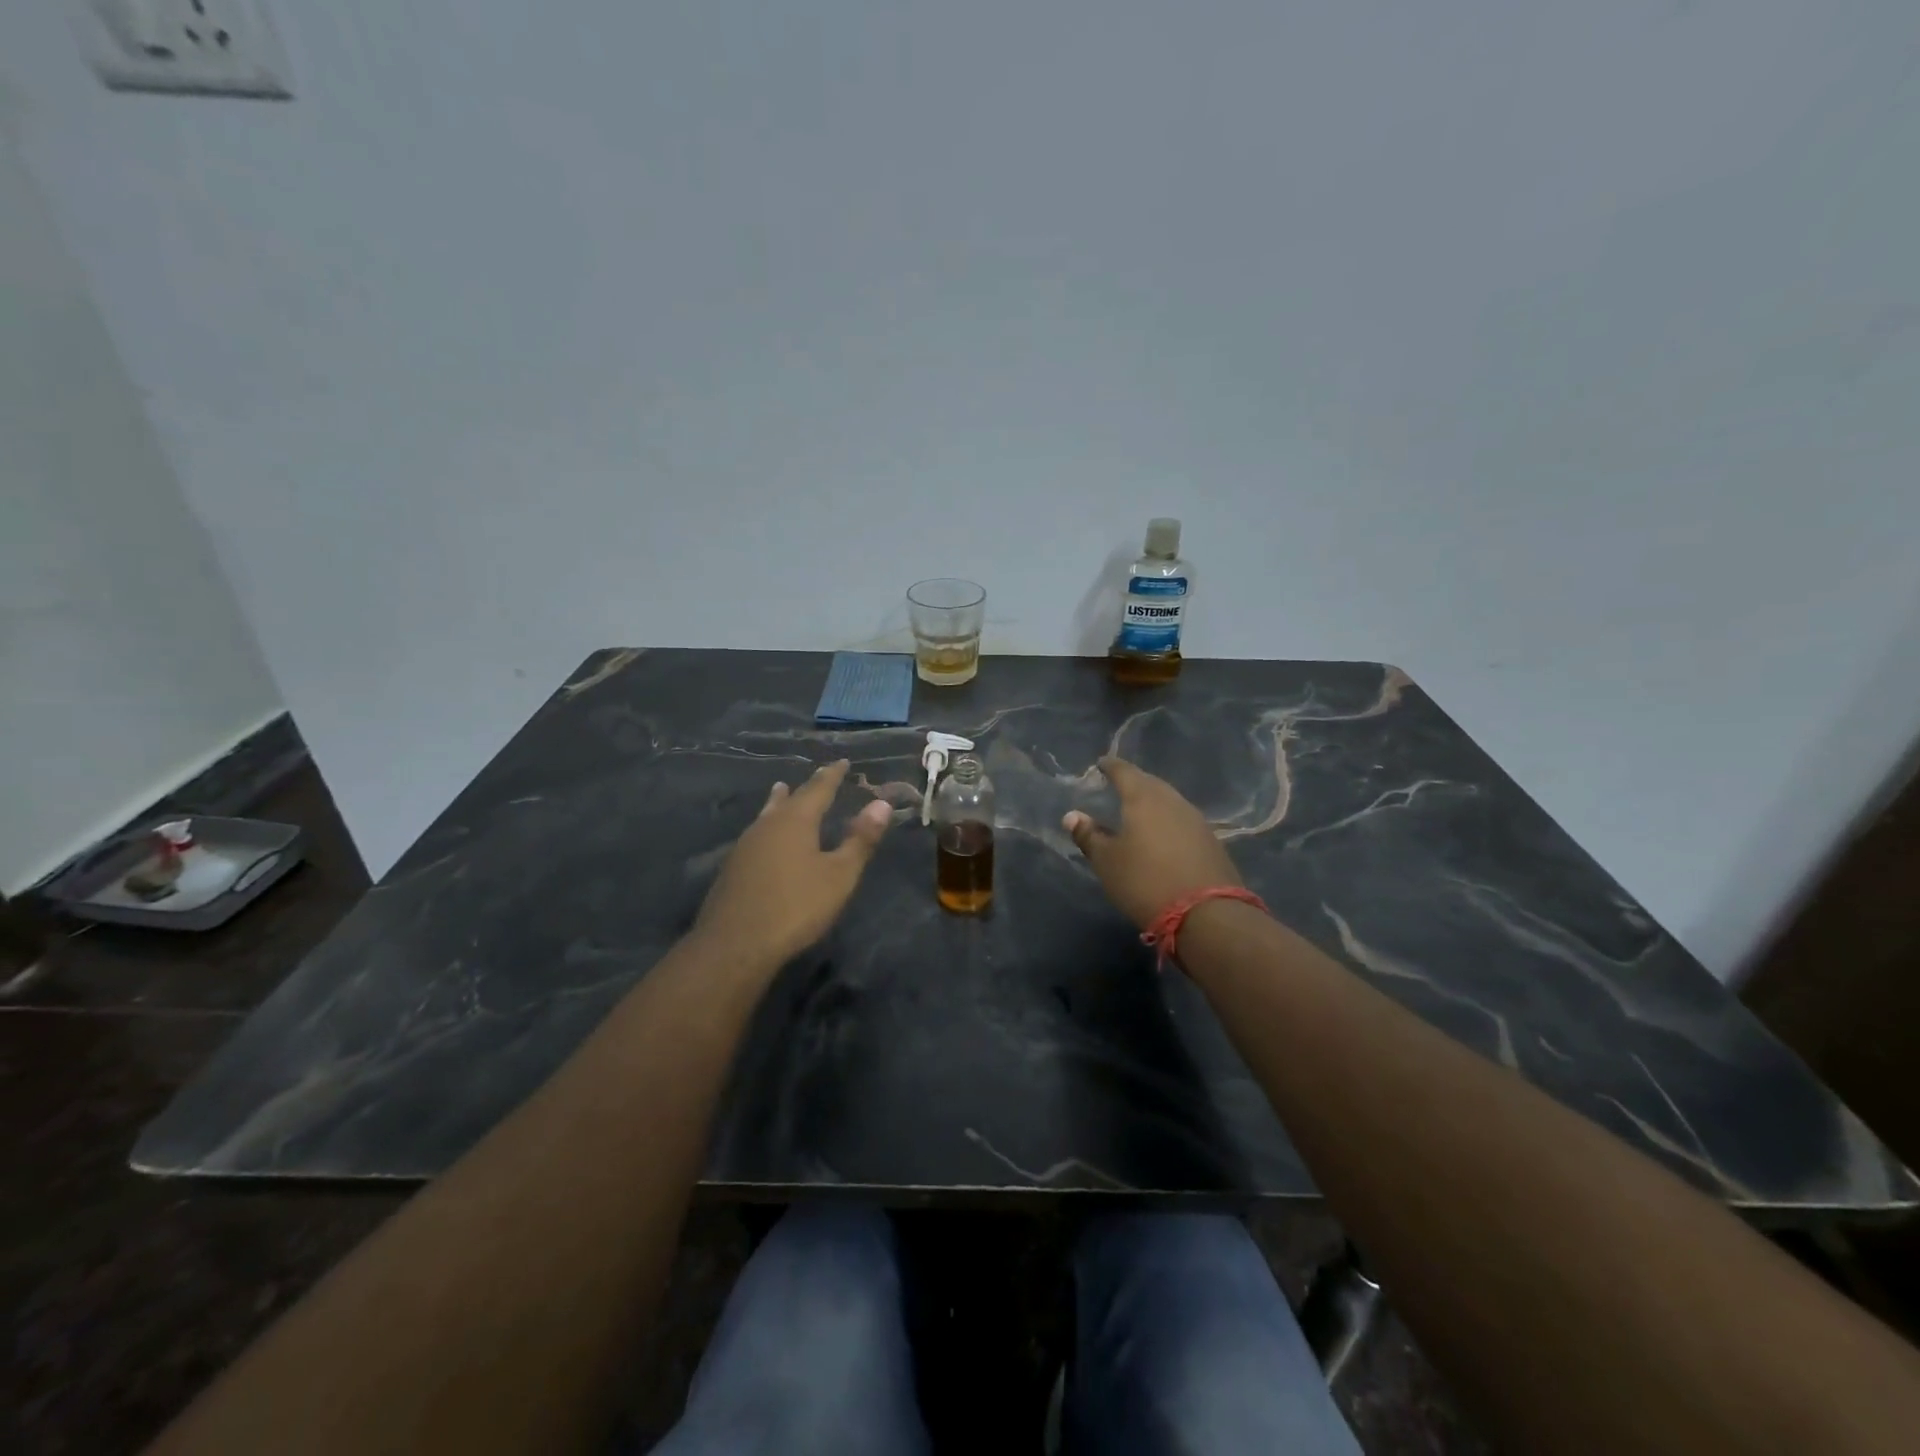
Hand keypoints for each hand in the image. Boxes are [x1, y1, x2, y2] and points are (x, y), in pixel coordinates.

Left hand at [695, 760, 892, 965]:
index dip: (832, 775)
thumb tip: (882, 804)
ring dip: (778, 802)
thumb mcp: (839, 875)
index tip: (843, 762)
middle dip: (805, 787)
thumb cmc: (796, 907)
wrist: (735, 945)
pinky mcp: (732, 869)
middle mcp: (767, 825)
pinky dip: (768, 827)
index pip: (818, 789)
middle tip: (816, 776)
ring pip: (766, 815)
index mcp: (795, 821)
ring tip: (780, 792)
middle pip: (788, 799)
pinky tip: (765, 840)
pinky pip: (756, 835)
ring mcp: (745, 847)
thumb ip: (860, 840)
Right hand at [1063, 757, 1242, 929]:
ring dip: (1153, 801)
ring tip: (1139, 809)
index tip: (1101, 763)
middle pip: (1150, 783)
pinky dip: (1168, 820)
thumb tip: (1072, 816)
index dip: (1111, 766)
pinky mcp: (1211, 841)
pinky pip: (1182, 820)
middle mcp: (1172, 801)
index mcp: (1144, 798)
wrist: (1208, 914)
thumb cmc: (1145, 881)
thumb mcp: (1107, 862)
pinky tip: (1162, 832)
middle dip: (1134, 781)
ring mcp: (1196, 820)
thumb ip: (1089, 836)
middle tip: (1119, 784)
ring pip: (1169, 801)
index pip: (1124, 772)